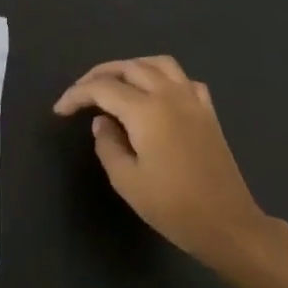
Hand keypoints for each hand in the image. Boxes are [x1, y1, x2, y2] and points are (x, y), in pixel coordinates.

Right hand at [54, 55, 275, 272]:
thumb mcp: (127, 180)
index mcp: (146, 110)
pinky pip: (183, 79)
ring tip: (115, 82)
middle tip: (81, 93)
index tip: (60, 110)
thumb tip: (102, 121)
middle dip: (100, 75)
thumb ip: (107, 144)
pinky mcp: (208, 111)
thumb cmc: (173, 206)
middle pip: (129, 67)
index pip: (102, 88)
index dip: (77, 95)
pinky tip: (157, 94)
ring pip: (158, 64)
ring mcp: (192, 100)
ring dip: (132, 67)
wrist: (227, 223)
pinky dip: (164, 77)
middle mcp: (169, 95)